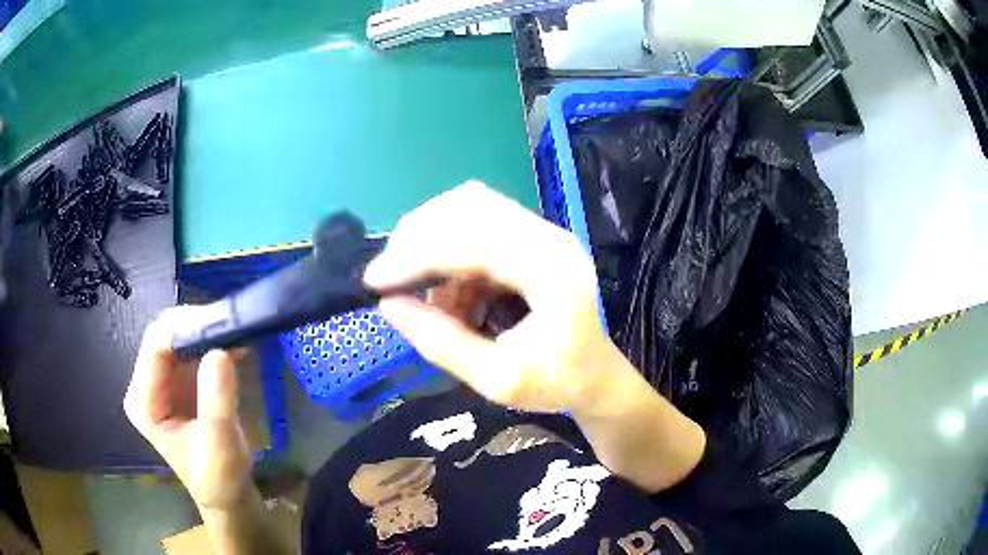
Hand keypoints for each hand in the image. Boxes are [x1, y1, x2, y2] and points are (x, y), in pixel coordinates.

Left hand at [124, 307, 253, 510]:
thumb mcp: (220, 446)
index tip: (221, 326)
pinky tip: (236, 344)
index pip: (155, 347)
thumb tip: (220, 352)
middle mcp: (147, 383)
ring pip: (180, 334)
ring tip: (238, 333)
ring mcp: (164, 379)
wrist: (228, 494)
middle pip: (165, 334)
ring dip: (208, 330)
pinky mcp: (181, 377)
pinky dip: (215, 339)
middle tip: (232, 327)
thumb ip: (217, 403)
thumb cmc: (220, 479)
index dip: (184, 329)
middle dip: (197, 326)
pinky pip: (194, 345)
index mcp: (144, 402)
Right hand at [364, 182, 626, 413]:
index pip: (476, 240)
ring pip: (469, 208)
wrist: (596, 375)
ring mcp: (541, 232)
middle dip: (417, 238)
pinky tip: (452, 296)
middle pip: (470, 206)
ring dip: (431, 242)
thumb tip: (388, 306)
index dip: (418, 255)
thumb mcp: (497, 380)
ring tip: (430, 297)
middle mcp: (549, 237)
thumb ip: (442, 343)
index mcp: (553, 272)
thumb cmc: (556, 382)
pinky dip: (448, 253)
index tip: (375, 280)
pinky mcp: (529, 237)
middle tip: (390, 280)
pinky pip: (475, 225)